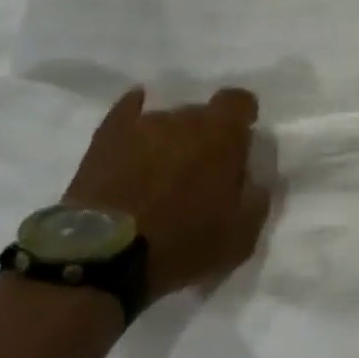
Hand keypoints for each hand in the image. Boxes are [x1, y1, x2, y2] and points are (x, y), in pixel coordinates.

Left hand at [64, 87, 270, 302]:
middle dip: (206, 135)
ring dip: (171, 139)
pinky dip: (135, 120)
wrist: (102, 257)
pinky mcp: (104, 138)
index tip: (241, 143)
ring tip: (162, 171)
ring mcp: (139, 125)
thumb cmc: (183, 243)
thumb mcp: (242, 235)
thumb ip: (256, 198)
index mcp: (222, 135)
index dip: (242, 117)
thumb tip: (251, 179)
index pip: (239, 101)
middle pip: (201, 113)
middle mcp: (182, 118)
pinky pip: (126, 113)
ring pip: (166, 121)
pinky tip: (136, 136)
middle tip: (202, 170)